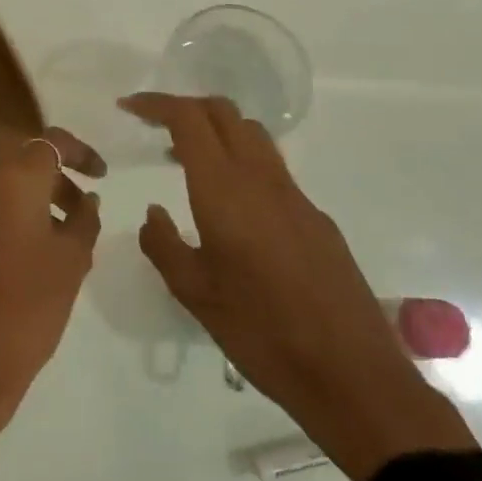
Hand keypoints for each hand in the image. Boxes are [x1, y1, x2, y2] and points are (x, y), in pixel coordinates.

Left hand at [0, 128, 105, 445]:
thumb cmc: (28, 308)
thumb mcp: (72, 263)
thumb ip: (84, 220)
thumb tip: (85, 200)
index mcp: (10, 181)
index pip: (49, 142)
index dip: (80, 152)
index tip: (101, 175)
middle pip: (22, 166)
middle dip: (56, 182)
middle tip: (83, 214)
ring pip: (0, 192)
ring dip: (31, 205)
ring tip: (59, 244)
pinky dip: (6, 224)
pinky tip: (23, 263)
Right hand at [122, 94, 475, 480]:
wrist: (352, 376)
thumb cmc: (261, 333)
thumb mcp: (194, 293)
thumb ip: (163, 245)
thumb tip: (153, 213)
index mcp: (225, 191)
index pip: (190, 120)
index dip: (157, 104)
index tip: (129, 107)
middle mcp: (263, 181)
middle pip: (225, 114)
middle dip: (186, 107)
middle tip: (155, 127)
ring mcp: (297, 198)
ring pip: (253, 137)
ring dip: (216, 132)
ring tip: (185, 161)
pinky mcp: (318, 220)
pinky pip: (272, 171)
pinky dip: (241, 163)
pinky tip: (231, 209)